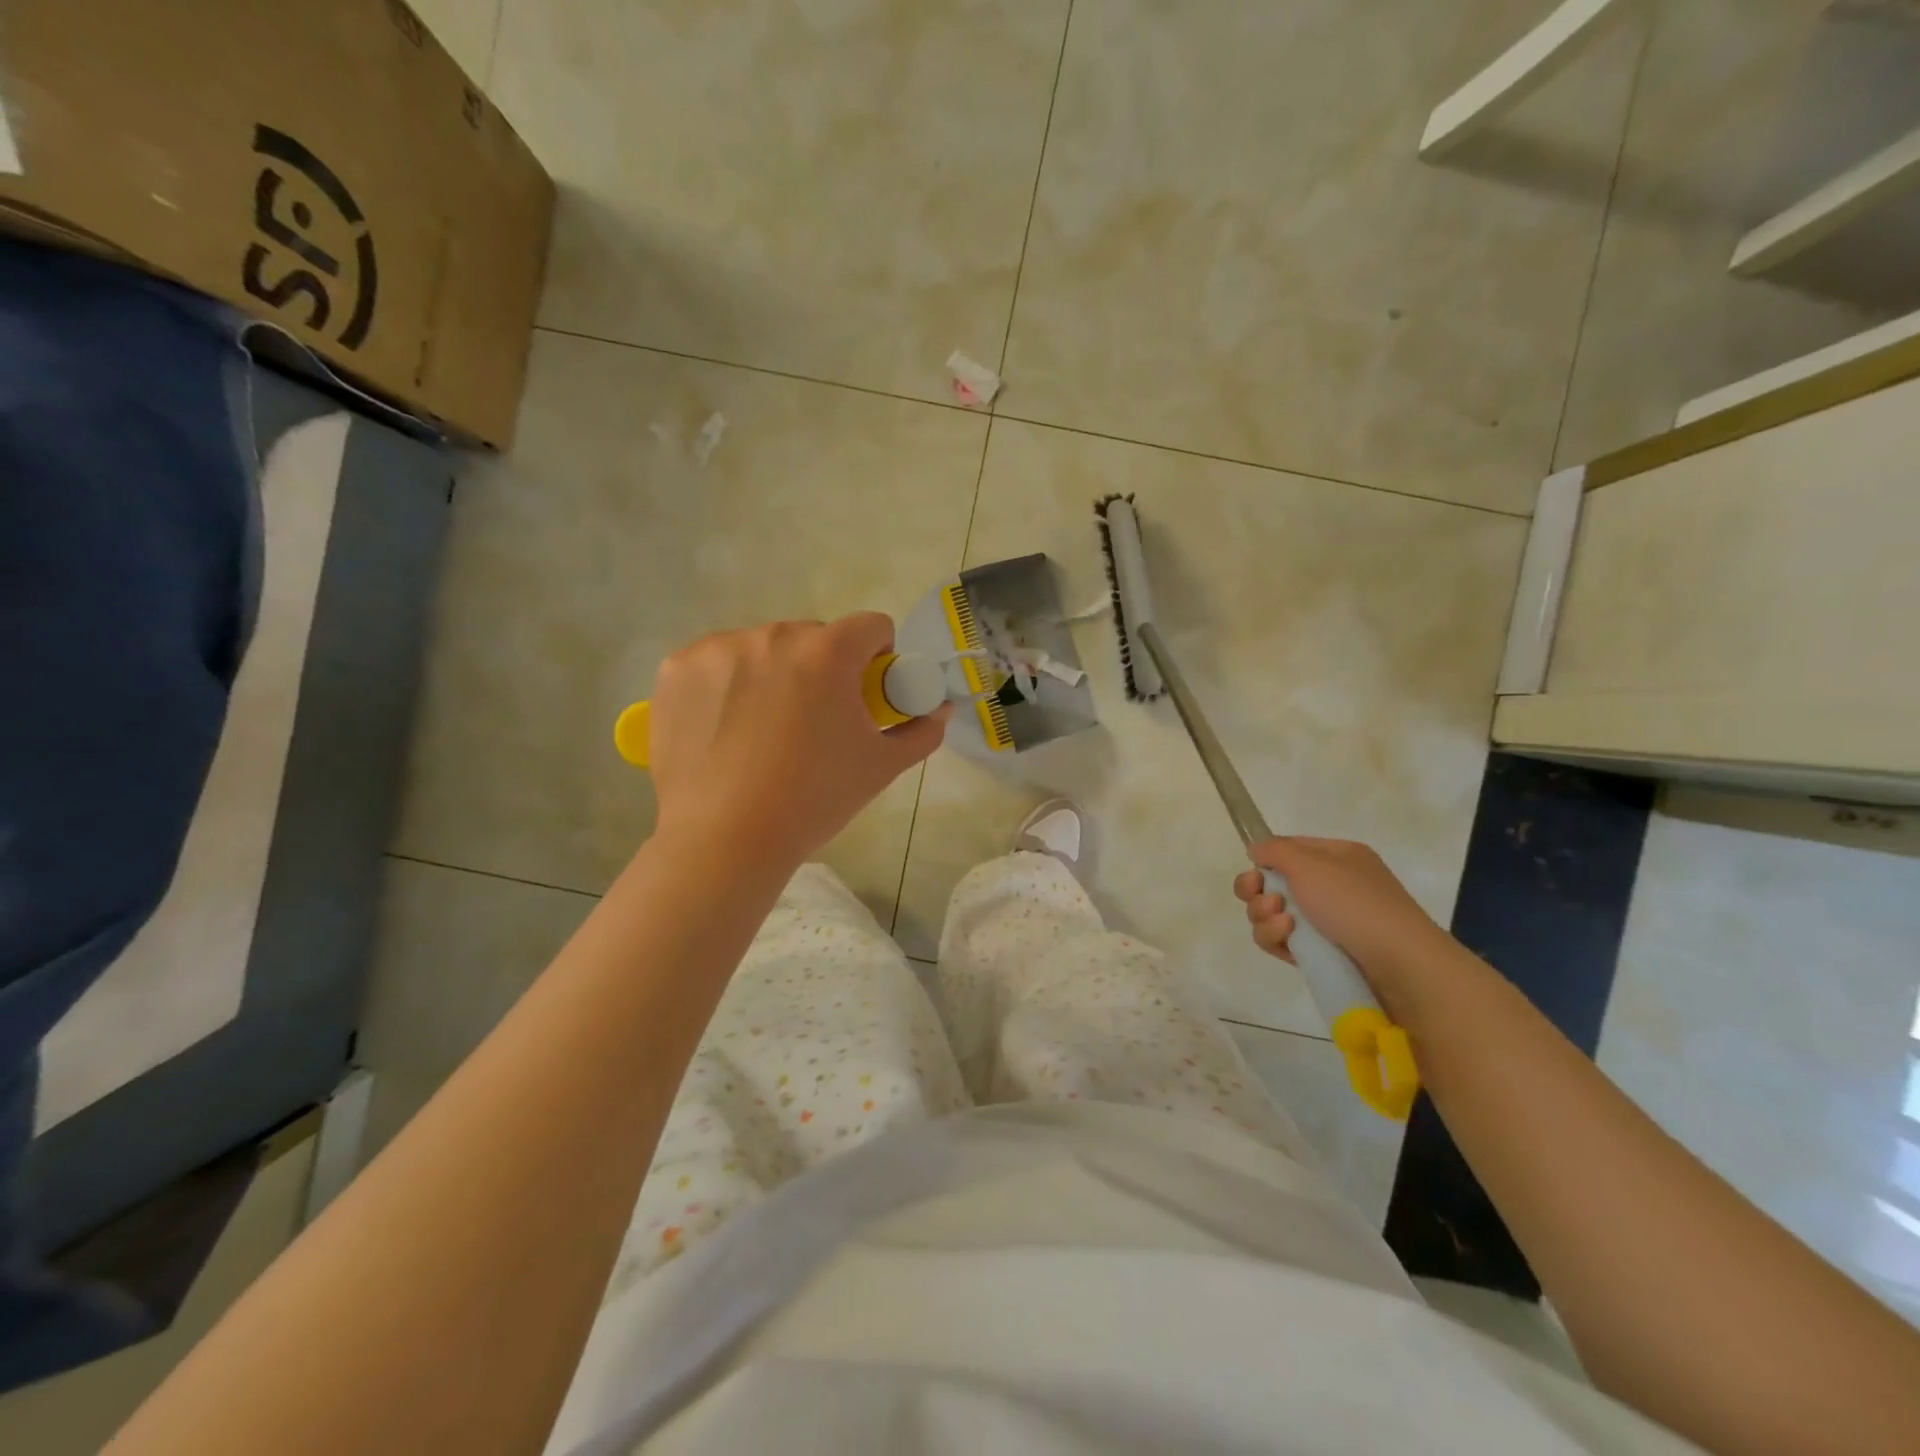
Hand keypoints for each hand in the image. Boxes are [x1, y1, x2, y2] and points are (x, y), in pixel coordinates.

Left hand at [646, 614, 950, 869]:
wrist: (724, 840)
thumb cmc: (813, 800)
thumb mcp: (880, 768)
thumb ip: (921, 731)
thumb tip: (941, 709)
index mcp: (829, 652)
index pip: (871, 626)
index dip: (878, 657)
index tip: (866, 692)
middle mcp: (773, 635)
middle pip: (814, 637)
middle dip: (823, 668)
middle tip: (814, 721)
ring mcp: (719, 648)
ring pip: (762, 648)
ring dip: (773, 673)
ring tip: (763, 731)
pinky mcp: (677, 668)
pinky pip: (716, 661)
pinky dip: (726, 683)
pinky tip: (724, 727)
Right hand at [1233, 836, 1452, 994]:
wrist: (1399, 966)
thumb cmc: (1355, 904)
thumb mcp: (1311, 864)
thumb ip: (1275, 850)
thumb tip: (1256, 850)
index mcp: (1336, 858)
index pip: (1288, 850)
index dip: (1265, 861)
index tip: (1255, 874)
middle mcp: (1331, 886)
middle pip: (1273, 884)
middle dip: (1258, 893)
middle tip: (1269, 903)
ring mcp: (1326, 922)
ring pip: (1272, 914)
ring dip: (1265, 918)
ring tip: (1284, 926)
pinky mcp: (1320, 954)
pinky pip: (1283, 942)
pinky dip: (1277, 940)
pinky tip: (1288, 944)